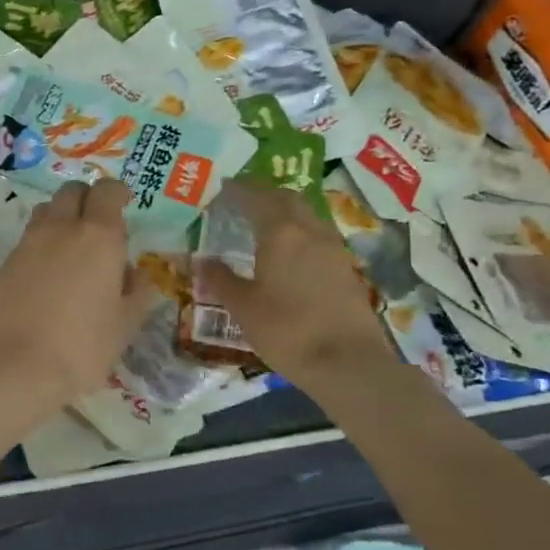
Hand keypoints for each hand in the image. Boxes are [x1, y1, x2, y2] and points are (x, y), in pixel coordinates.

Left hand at [0, 180, 156, 406]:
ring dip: (60, 217)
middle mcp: (61, 229)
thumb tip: (136, 273)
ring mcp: (27, 243)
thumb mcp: (124, 325)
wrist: (14, 366)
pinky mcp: (4, 263)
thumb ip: (137, 293)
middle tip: (98, 225)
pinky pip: (27, 239)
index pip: (107, 191)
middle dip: (87, 198)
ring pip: (45, 210)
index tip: (124, 204)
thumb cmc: (82, 347)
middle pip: (72, 191)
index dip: (117, 193)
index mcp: (99, 237)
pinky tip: (45, 275)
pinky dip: (39, 245)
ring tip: (70, 247)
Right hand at [196, 180, 397, 387]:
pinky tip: (289, 252)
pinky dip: (300, 232)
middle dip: (264, 194)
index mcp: (281, 232)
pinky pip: (318, 235)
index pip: (256, 197)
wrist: (348, 363)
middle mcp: (310, 231)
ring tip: (263, 223)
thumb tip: (202, 262)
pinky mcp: (346, 268)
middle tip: (242, 200)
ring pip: (307, 215)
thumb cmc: (287, 330)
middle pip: (287, 199)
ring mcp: (333, 248)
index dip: (238, 189)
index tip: (222, 187)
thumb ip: (221, 280)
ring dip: (285, 211)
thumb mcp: (243, 307)